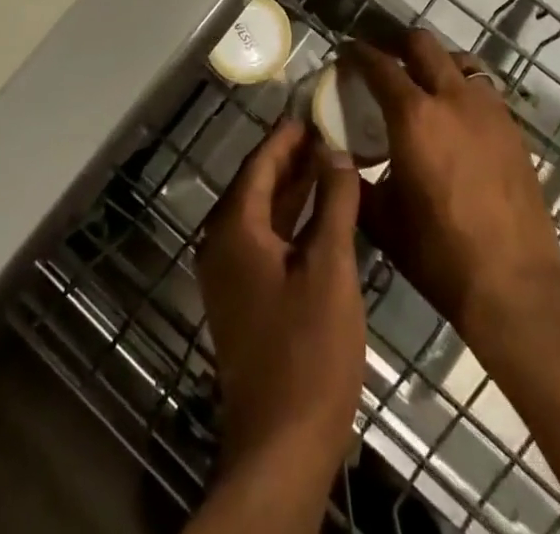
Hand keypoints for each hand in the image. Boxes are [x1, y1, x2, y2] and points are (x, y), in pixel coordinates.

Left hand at [195, 119, 365, 488]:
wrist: (281, 445)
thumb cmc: (308, 350)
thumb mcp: (329, 268)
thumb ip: (333, 203)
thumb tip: (337, 152)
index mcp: (235, 229)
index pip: (259, 164)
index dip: (287, 137)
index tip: (315, 113)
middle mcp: (223, 244)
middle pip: (258, 186)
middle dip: (293, 160)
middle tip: (330, 134)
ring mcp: (230, 275)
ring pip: (263, 215)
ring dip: (295, 190)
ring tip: (332, 165)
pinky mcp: (243, 299)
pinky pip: (266, 241)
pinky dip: (292, 222)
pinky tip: (323, 217)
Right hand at [347, 33, 559, 348]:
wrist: (514, 287)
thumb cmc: (439, 254)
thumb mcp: (382, 219)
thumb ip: (354, 180)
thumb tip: (335, 157)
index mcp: (414, 116)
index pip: (379, 64)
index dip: (357, 53)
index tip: (344, 54)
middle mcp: (452, 98)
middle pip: (421, 43)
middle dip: (396, 43)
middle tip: (381, 60)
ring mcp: (488, 110)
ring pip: (458, 60)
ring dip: (434, 62)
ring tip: (420, 84)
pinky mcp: (513, 128)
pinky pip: (482, 88)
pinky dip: (461, 88)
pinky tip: (454, 117)